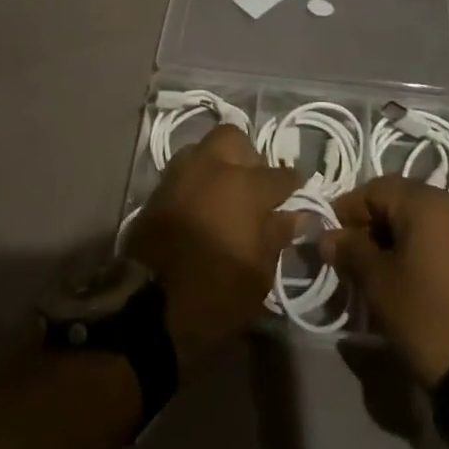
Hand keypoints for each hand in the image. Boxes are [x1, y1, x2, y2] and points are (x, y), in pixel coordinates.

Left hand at [122, 124, 300, 371]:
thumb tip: (299, 215)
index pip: (280, 175)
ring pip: (204, 148)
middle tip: (254, 185)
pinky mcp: (157, 190)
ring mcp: (180, 174)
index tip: (299, 193)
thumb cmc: (216, 294)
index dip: (294, 184)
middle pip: (235, 139)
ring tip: (225, 192)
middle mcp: (212, 168)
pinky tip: (202, 204)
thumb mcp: (259, 273)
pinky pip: (183, 170)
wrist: (148, 309)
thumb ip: (278, 235)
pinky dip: (196, 180)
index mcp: (245, 186)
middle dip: (248, 156)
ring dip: (218, 163)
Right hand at [321, 176, 448, 386]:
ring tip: (378, 270)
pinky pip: (444, 235)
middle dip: (372, 225)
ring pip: (423, 218)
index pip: (375, 190)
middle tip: (351, 257)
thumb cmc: (426, 316)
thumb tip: (327, 237)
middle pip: (400, 200)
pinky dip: (422, 247)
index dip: (348, 211)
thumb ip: (349, 250)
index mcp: (428, 200)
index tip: (331, 240)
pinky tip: (409, 275)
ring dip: (397, 236)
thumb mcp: (377, 283)